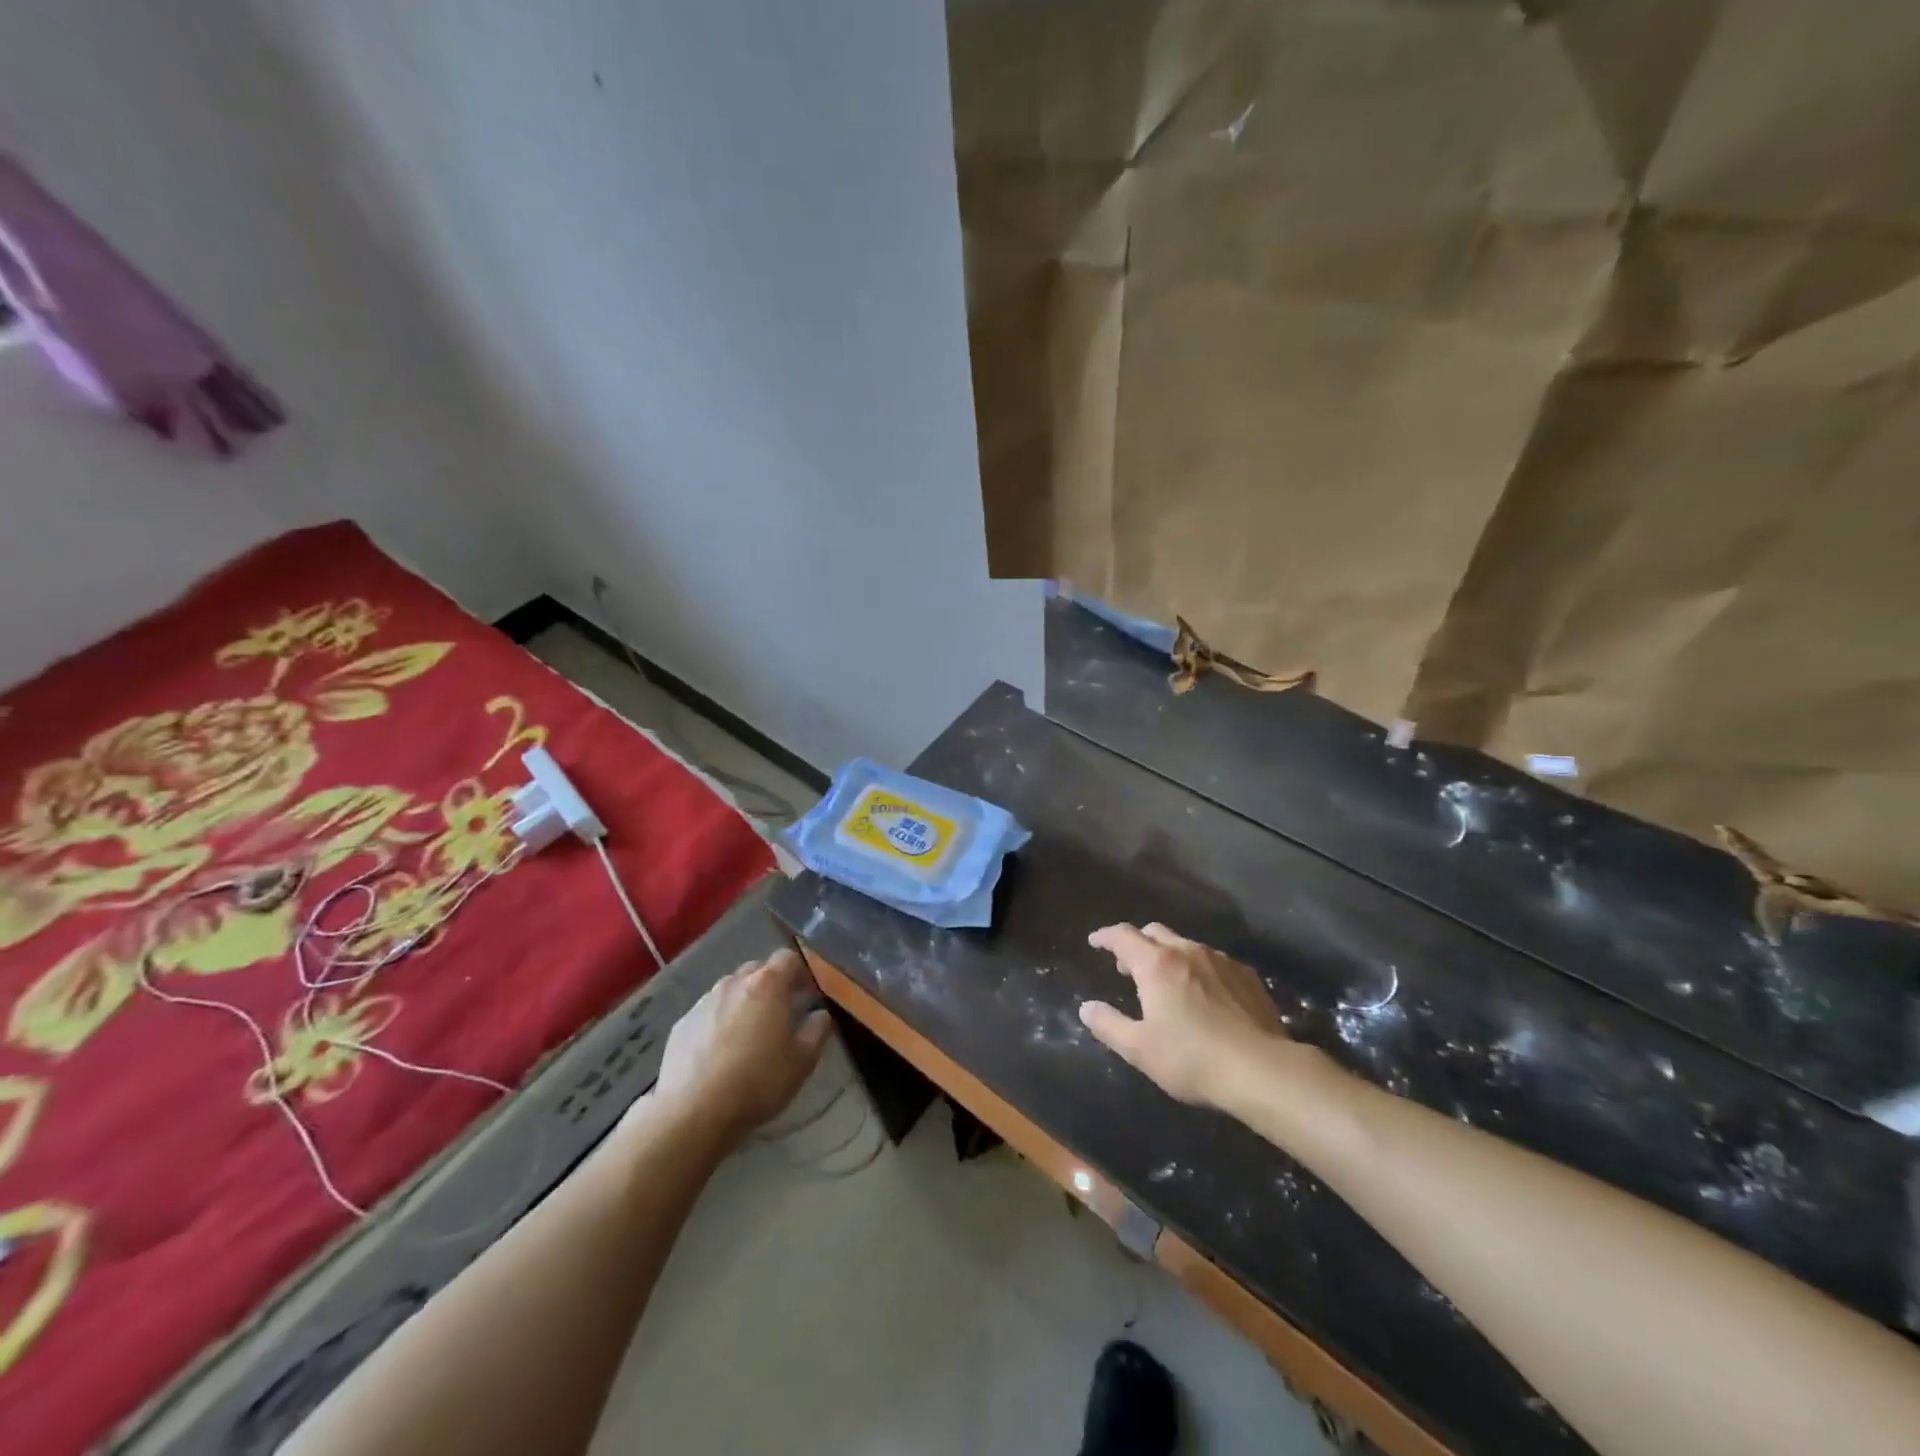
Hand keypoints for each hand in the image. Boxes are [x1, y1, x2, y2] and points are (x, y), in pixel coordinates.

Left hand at [651, 948, 831, 1141]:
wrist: (692, 1112)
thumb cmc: (757, 1081)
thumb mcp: (802, 1061)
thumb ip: (818, 1030)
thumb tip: (820, 1014)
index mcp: (767, 984)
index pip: (788, 957)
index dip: (801, 973)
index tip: (807, 996)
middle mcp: (733, 983)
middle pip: (757, 970)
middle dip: (771, 986)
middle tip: (780, 1015)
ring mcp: (704, 1002)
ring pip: (731, 990)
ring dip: (744, 1003)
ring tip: (748, 1035)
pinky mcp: (682, 1024)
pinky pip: (708, 1012)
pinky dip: (718, 1022)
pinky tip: (720, 1053)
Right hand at [1079, 923, 1288, 1109]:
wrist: (1263, 1071)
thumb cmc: (1192, 1059)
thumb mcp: (1140, 1049)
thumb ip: (1108, 1025)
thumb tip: (1087, 1008)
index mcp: (1156, 964)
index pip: (1123, 936)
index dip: (1105, 936)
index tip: (1095, 941)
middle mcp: (1187, 951)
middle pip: (1155, 932)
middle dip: (1137, 943)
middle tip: (1128, 966)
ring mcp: (1221, 960)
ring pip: (1185, 944)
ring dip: (1168, 955)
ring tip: (1166, 981)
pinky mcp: (1247, 976)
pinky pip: (1213, 961)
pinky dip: (1198, 968)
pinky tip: (1204, 994)